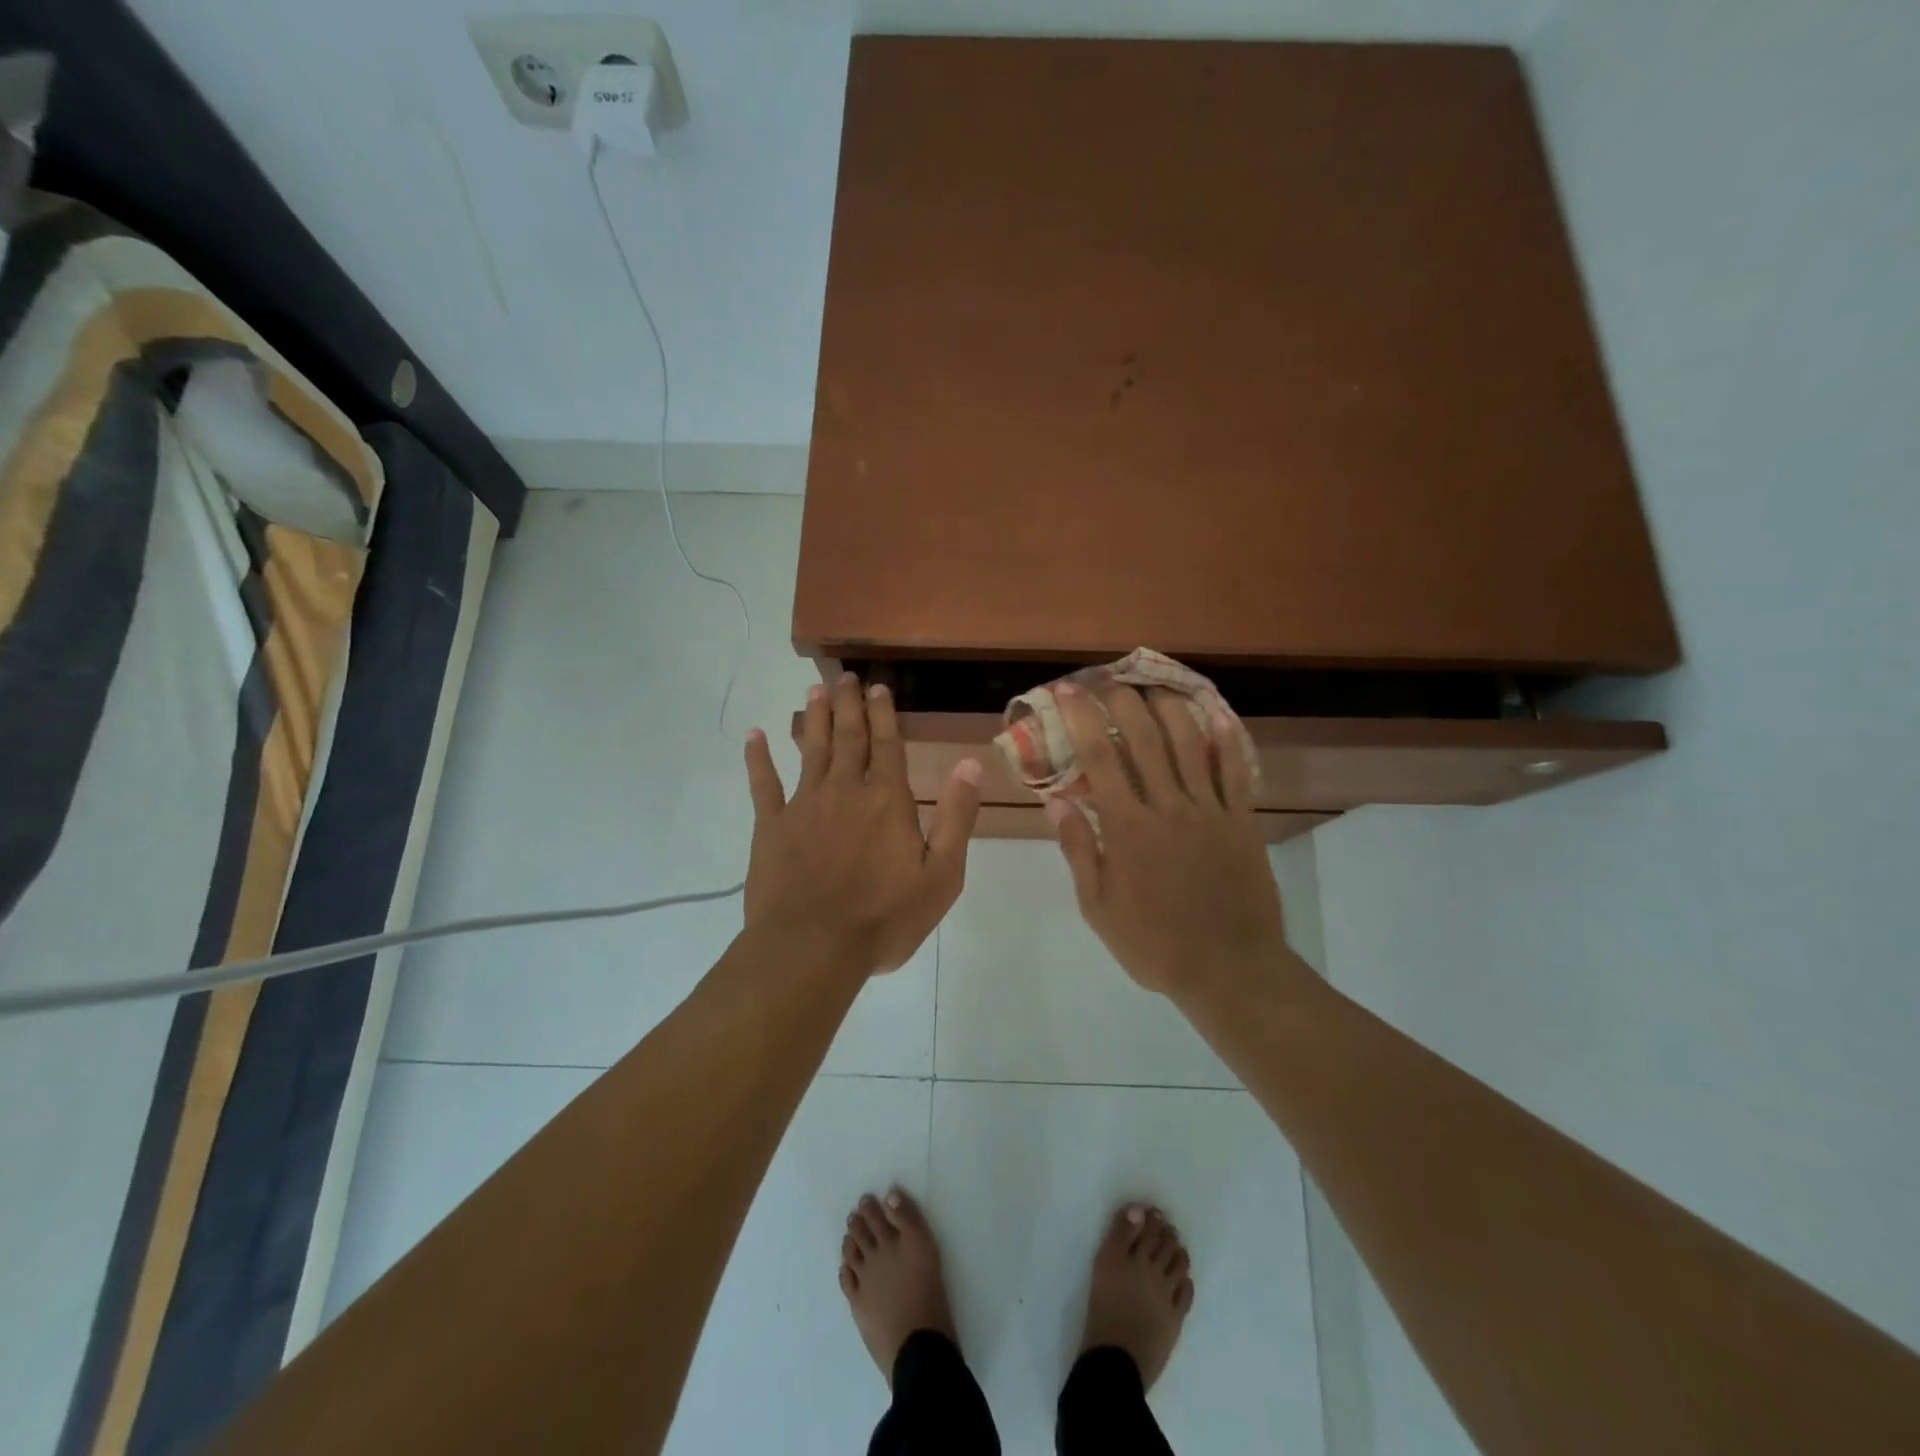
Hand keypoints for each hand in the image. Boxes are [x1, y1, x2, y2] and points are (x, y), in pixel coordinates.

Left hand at [744, 673, 980, 974]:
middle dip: (849, 705)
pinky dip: (758, 758)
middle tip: (845, 676)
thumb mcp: (941, 874)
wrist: (812, 947)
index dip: (884, 714)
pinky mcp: (771, 826)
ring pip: (811, 750)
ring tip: (815, 689)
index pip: (888, 745)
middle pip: (849, 738)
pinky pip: (763, 784)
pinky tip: (754, 735)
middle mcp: (845, 790)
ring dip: (815, 718)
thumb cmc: (884, 917)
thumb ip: (956, 816)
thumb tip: (970, 764)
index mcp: (887, 800)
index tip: (878, 687)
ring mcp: (804, 805)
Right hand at [1049, 683, 1289, 998]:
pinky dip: (1226, 739)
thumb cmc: (1154, 944)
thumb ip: (1079, 850)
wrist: (1229, 971)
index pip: (1101, 758)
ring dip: (1170, 707)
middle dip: (1123, 701)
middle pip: (1145, 738)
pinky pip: (1236, 771)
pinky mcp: (1242, 821)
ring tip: (1154, 685)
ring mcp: (1210, 811)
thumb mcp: (1099, 907)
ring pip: (1190, 744)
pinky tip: (1216, 714)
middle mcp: (1169, 807)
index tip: (1069, 692)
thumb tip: (1056, 801)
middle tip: (1108, 679)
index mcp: (1128, 828)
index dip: (1083, 718)